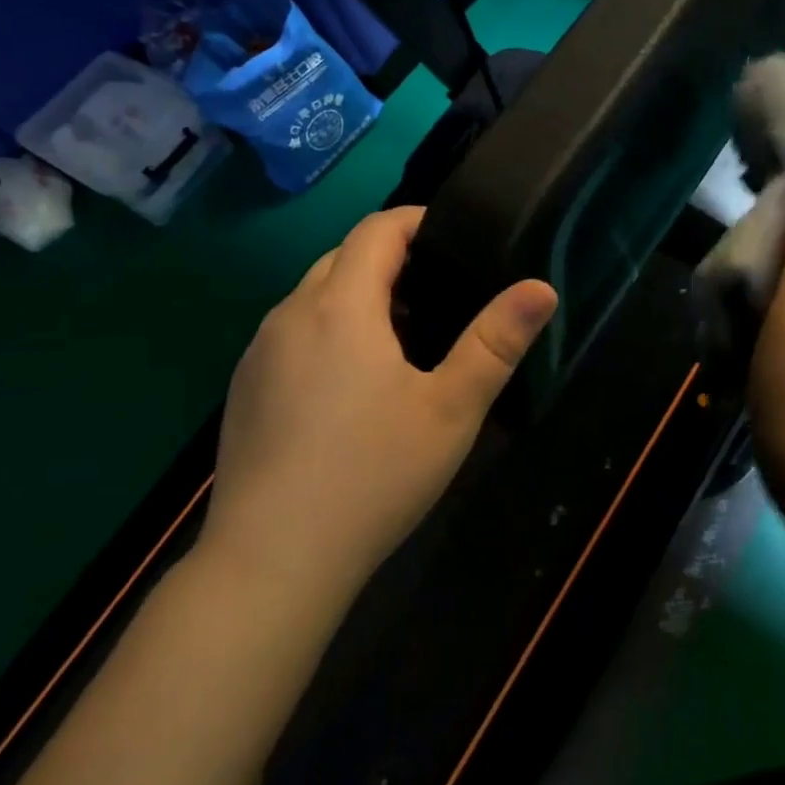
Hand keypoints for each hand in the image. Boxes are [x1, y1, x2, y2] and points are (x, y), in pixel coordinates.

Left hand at [200, 206, 557, 592]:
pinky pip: (291, 334)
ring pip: (314, 297)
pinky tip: (349, 388)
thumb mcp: (450, 409)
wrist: (270, 563)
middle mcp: (290, 314)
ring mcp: (258, 353)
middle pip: (343, 258)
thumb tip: (541, 286)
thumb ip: (496, 341)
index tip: (454, 239)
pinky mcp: (243, 389)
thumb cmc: (371, 476)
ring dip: (357, 298)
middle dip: (390, 261)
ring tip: (402, 340)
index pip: (376, 229)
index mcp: (340, 305)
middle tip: (439, 296)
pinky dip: (326, 333)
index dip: (416, 221)